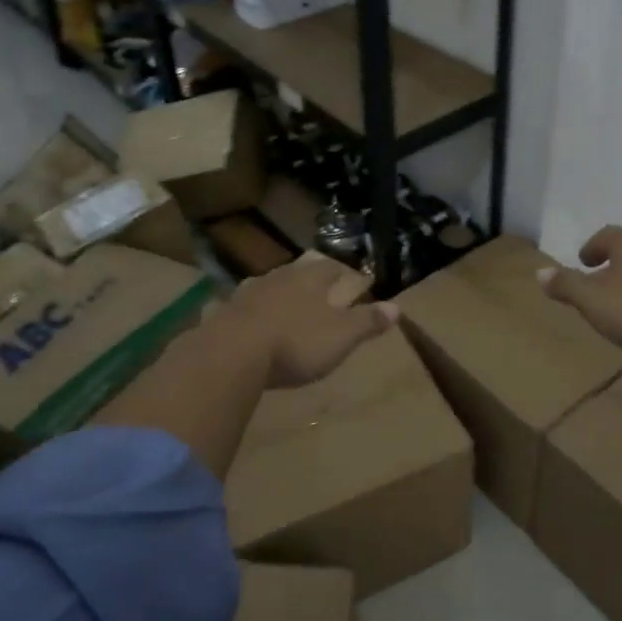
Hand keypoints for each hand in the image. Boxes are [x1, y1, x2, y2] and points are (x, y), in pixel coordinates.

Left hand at [222, 259, 395, 388]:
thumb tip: (397, 307)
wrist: (232, 353)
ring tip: (285, 302)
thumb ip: (368, 322)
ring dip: (279, 292)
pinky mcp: (224, 313)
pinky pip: (240, 308)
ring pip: (268, 285)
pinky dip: (249, 311)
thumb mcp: (341, 336)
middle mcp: (279, 278)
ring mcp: (247, 294)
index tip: (353, 279)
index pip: (331, 268)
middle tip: (318, 285)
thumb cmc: (296, 343)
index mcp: (310, 280)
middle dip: (309, 277)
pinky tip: (247, 320)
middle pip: (298, 271)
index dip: (344, 273)